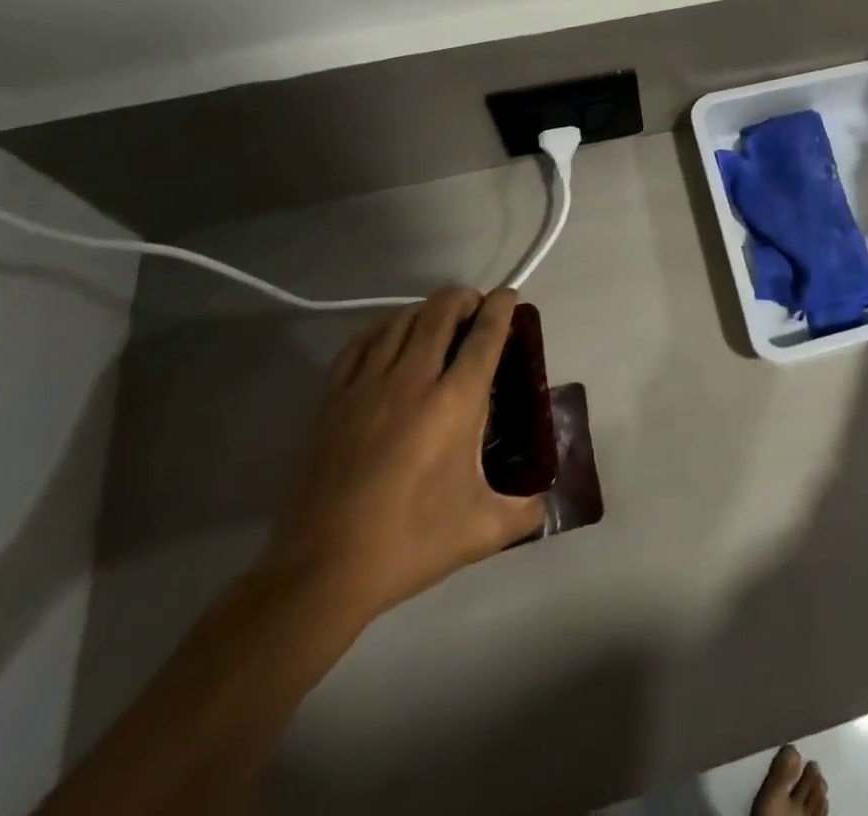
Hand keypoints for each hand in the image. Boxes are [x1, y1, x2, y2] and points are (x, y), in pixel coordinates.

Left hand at [262, 288, 545, 625]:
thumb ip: (524, 512)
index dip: (501, 307)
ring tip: (438, 319)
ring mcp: (367, 386)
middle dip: (463, 298)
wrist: (322, 572)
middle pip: (440, 312)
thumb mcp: (482, 531)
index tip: (509, 296)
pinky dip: (383, 327)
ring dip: (426, 309)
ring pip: (400, 320)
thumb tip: (545, 504)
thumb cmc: (410, 543)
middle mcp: (413, 380)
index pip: (485, 334)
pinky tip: (391, 336)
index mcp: (455, 401)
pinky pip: (361, 343)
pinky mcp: (333, 400)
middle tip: (476, 307)